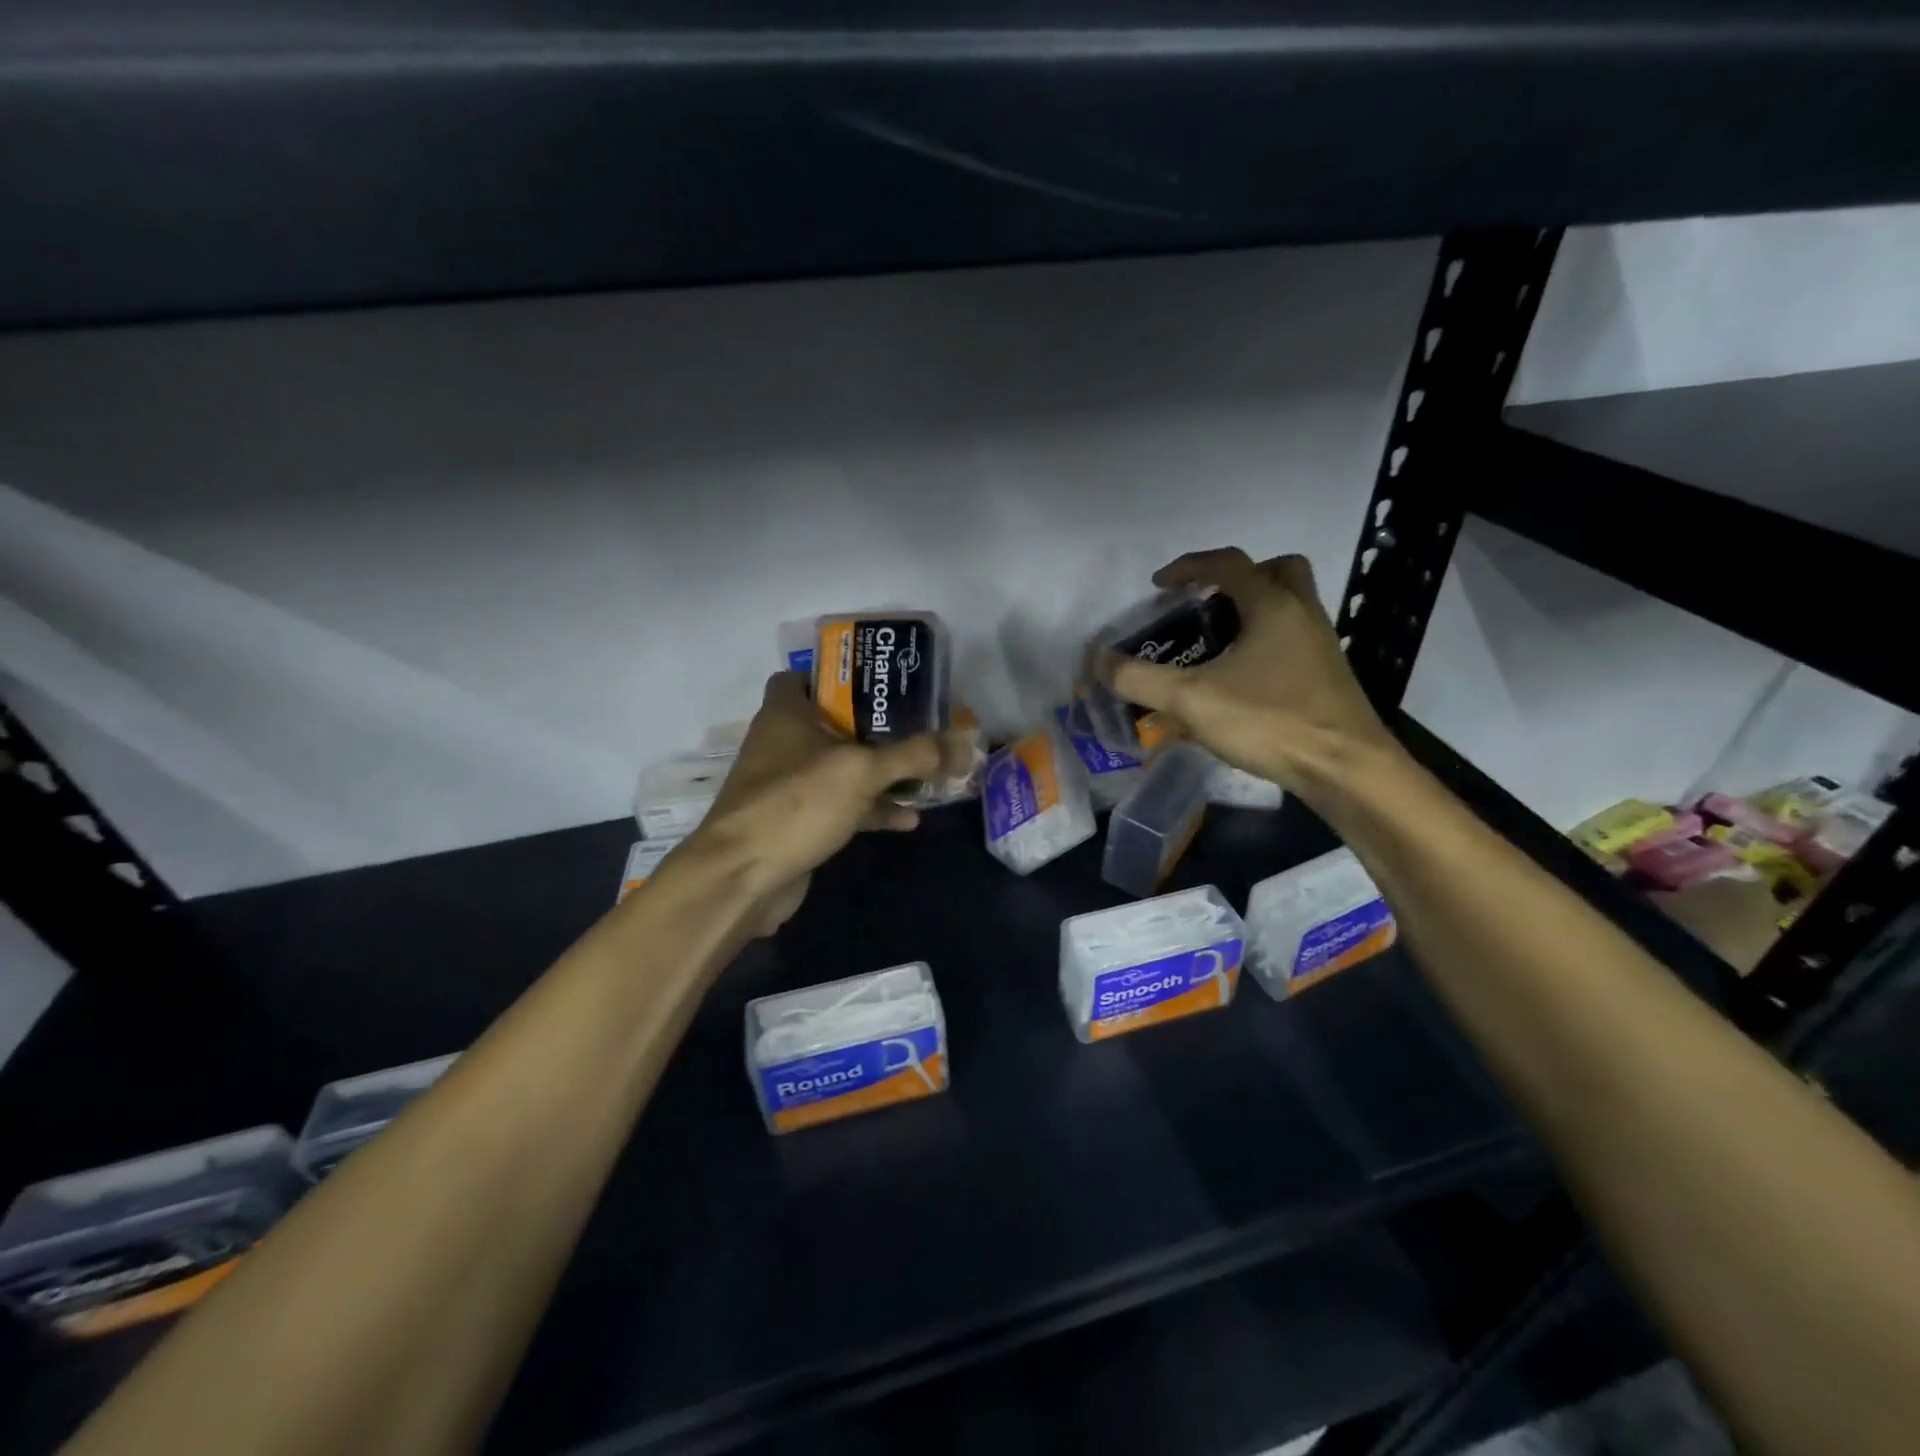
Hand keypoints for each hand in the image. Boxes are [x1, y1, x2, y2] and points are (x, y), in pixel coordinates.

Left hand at [678, 672, 971, 935]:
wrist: (743, 878)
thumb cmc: (796, 803)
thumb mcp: (862, 771)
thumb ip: (916, 755)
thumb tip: (966, 742)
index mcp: (787, 713)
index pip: (806, 676)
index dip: (841, 675)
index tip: (883, 683)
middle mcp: (785, 743)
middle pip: (836, 723)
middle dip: (878, 728)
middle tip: (921, 726)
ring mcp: (790, 786)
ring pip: (843, 768)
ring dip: (881, 773)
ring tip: (927, 774)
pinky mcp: (799, 822)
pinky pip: (843, 806)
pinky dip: (873, 810)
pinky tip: (909, 819)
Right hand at [1098, 548, 1396, 793]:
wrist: (1346, 769)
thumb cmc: (1270, 721)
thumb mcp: (1192, 700)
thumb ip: (1140, 680)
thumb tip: (1097, 661)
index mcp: (1272, 605)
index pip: (1228, 563)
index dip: (1188, 566)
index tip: (1158, 585)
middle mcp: (1303, 614)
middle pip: (1277, 571)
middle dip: (1238, 578)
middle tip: (1207, 603)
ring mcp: (1320, 645)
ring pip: (1290, 606)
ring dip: (1253, 611)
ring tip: (1216, 644)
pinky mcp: (1327, 677)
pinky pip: (1293, 640)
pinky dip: (1265, 644)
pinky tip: (1241, 682)